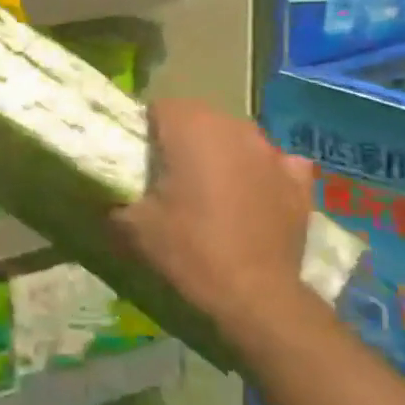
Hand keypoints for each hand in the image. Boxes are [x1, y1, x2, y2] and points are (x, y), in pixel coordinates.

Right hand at [114, 100, 313, 333]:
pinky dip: (260, 170)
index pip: (158, 107)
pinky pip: (273, 161)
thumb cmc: (189, 250)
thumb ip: (114, 195)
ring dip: (220, 152)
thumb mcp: (132, 225)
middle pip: (198, 118)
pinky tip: (251, 193)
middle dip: (182, 138)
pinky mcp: (299, 181)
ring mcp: (271, 152)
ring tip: (208, 186)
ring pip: (235, 137)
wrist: (254, 296)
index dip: (144, 130)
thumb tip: (106, 187)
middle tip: (167, 174)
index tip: (137, 158)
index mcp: (191, 128)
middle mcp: (234, 127)